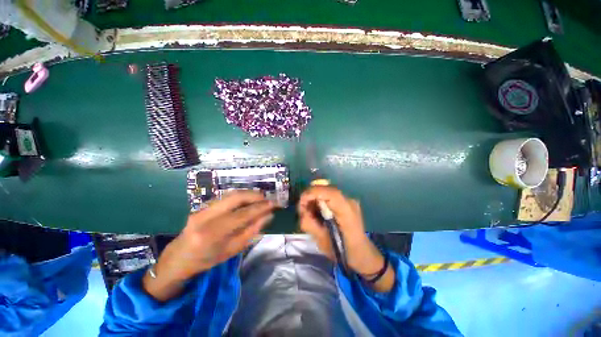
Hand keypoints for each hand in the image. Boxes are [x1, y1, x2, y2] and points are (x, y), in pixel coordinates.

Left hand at [144, 191, 275, 300]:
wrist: (178, 258)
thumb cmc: (207, 259)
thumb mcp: (232, 250)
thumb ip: (251, 231)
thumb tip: (268, 216)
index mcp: (213, 233)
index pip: (242, 214)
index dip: (260, 207)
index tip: (273, 204)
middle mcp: (206, 216)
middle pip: (235, 197)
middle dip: (254, 195)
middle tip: (266, 198)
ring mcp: (202, 208)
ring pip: (230, 194)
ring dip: (247, 194)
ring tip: (259, 198)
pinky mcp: (202, 205)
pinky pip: (225, 197)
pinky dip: (239, 196)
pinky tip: (247, 200)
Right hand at [298, 186, 394, 291]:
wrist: (362, 254)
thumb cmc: (343, 252)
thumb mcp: (322, 241)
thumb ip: (309, 224)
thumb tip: (302, 211)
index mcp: (346, 212)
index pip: (330, 193)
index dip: (312, 193)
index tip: (301, 203)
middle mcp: (349, 201)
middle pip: (326, 189)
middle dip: (311, 197)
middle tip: (303, 211)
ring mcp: (349, 200)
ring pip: (326, 191)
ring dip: (315, 199)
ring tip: (311, 213)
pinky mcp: (347, 202)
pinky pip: (329, 196)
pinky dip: (320, 201)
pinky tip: (319, 212)